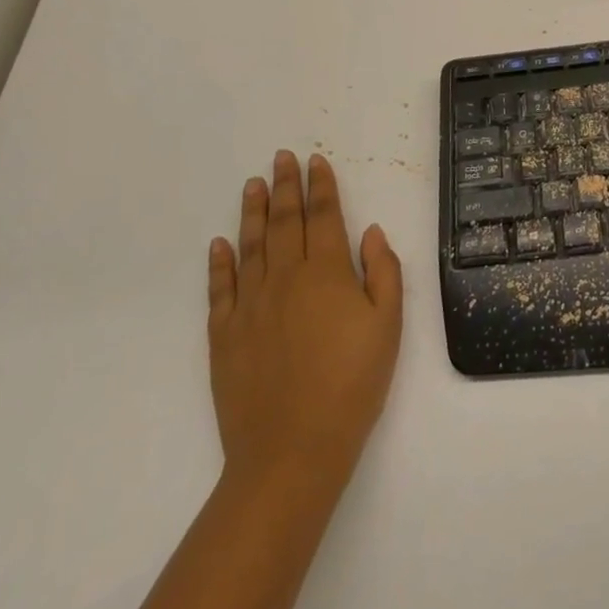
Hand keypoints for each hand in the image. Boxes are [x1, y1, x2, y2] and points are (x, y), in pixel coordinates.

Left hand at [207, 152, 402, 504]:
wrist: (292, 451)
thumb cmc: (352, 384)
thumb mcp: (388, 326)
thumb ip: (383, 272)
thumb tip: (370, 231)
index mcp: (327, 274)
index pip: (324, 217)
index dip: (321, 186)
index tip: (316, 160)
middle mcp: (285, 280)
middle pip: (285, 222)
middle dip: (286, 186)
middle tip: (281, 157)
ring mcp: (249, 307)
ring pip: (251, 247)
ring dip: (253, 212)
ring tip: (252, 184)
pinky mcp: (224, 337)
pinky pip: (220, 289)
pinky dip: (219, 263)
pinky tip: (219, 244)